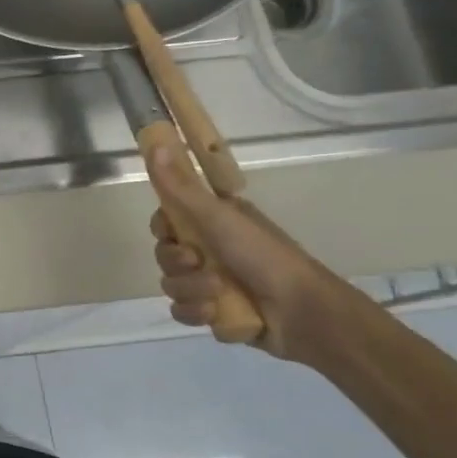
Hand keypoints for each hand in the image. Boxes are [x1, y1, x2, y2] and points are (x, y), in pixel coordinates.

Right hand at [145, 146, 352, 363]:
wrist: (302, 311)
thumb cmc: (263, 256)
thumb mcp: (218, 216)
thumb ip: (181, 186)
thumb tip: (155, 143)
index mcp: (213, 222)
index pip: (167, 221)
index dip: (162, 228)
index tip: (171, 231)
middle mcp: (210, 249)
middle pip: (165, 255)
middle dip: (177, 264)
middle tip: (198, 263)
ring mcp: (210, 283)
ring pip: (172, 285)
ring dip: (191, 291)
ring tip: (217, 295)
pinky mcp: (214, 313)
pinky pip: (183, 312)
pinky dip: (197, 314)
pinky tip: (215, 314)